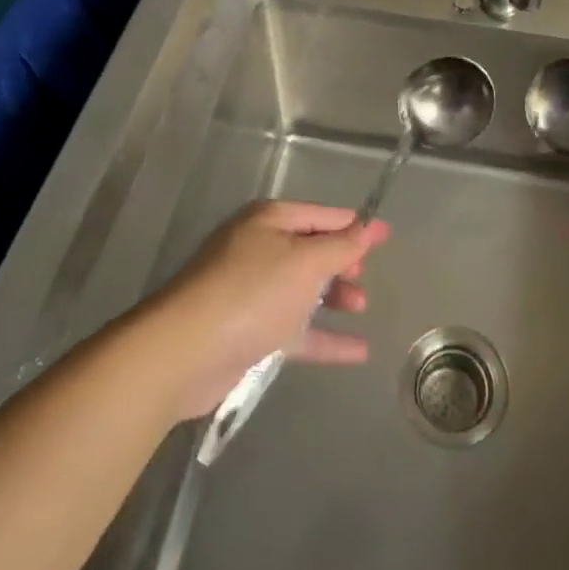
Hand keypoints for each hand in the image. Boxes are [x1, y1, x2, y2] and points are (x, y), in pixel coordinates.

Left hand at [147, 200, 390, 419]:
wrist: (183, 353)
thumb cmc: (250, 293)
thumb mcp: (305, 262)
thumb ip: (341, 246)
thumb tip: (369, 226)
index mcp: (269, 221)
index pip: (322, 215)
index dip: (355, 225)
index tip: (386, 235)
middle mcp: (258, 250)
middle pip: (310, 251)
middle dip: (341, 262)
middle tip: (364, 277)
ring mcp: (251, 293)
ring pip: (303, 290)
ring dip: (334, 297)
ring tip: (362, 308)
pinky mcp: (247, 333)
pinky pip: (295, 330)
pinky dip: (324, 337)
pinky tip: (357, 352)